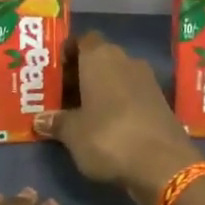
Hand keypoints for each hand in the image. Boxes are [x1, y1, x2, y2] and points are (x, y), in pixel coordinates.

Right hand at [35, 31, 200, 204]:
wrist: (164, 164)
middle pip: (99, 59)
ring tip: (79, 112)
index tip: (54, 70)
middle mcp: (126, 60)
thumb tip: (41, 119)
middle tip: (60, 95)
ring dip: (100, 90)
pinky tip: (105, 125)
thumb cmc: (108, 137)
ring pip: (116, 77)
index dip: (68, 52)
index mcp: (101, 57)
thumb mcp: (73, 133)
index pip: (82, 40)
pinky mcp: (161, 103)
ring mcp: (147, 81)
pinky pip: (131, 95)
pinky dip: (118, 104)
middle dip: (80, 74)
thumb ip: (57, 122)